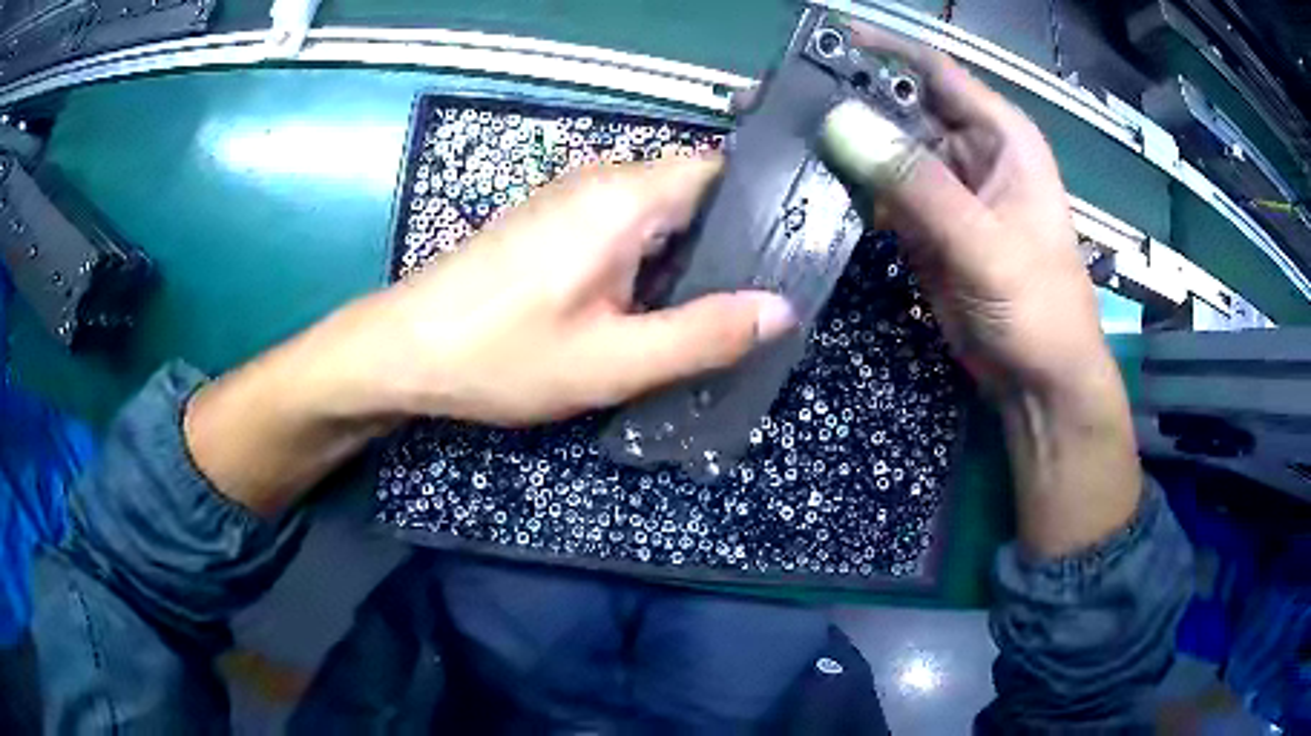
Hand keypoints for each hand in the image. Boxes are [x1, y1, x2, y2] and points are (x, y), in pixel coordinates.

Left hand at [187, 156, 795, 516]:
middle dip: (731, 241)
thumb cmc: (501, 355)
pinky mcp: (552, 222)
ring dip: (691, 257)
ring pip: (659, 213)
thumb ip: (703, 335)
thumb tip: (781, 310)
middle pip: (693, 192)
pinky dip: (653, 261)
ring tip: (722, 310)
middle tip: (763, 300)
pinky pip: (625, 227)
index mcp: (624, 198)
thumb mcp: (613, 362)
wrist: (404, 351)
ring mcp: (572, 199)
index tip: (794, 253)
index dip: (763, 205)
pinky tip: (657, 306)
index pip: (720, 171)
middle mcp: (602, 181)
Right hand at [821, 25, 1140, 557]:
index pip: (932, 70)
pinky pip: (877, 191)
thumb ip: (918, 184)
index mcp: (1000, 135)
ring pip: (881, 149)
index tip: (817, 44)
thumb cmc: (1038, 307)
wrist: (1038, 382)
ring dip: (835, 144)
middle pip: (897, 107)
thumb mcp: (985, 242)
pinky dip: (844, 186)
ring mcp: (943, 189)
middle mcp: (969, 150)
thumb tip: (839, 124)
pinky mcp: (923, 226)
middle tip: (772, 100)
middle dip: (841, 101)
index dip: (879, 51)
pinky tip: (800, 181)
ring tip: (770, 136)